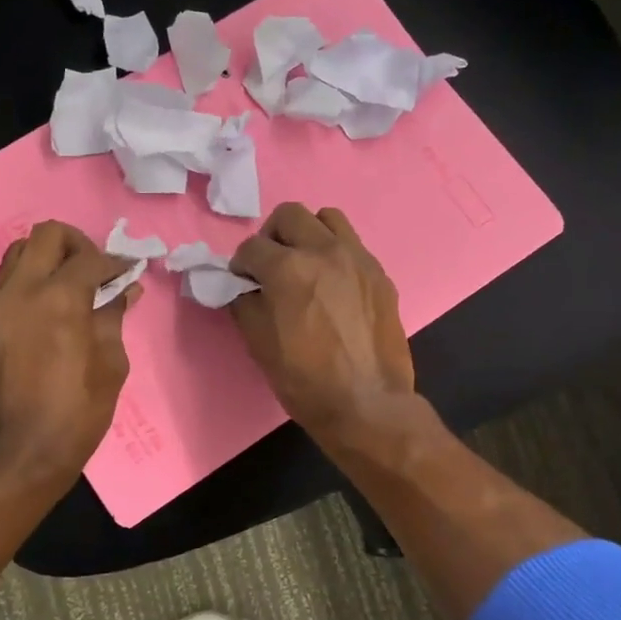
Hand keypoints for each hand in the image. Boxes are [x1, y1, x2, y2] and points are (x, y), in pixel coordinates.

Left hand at [0, 221, 139, 487]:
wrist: (21, 452)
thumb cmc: (77, 413)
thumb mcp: (110, 364)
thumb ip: (113, 318)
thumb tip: (124, 290)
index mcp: (58, 299)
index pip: (89, 257)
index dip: (115, 262)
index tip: (129, 272)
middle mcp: (21, 290)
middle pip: (46, 235)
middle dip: (77, 244)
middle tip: (96, 269)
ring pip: (20, 252)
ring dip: (50, 258)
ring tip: (74, 284)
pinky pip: (10, 279)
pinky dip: (33, 278)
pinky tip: (55, 304)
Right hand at [229, 203, 414, 439]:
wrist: (367, 404)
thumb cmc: (305, 380)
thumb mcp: (258, 344)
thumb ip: (243, 304)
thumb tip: (241, 287)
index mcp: (288, 268)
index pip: (251, 247)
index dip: (240, 265)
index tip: (242, 281)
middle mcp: (324, 251)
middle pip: (289, 215)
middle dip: (272, 237)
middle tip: (271, 266)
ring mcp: (358, 259)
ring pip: (327, 219)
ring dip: (308, 234)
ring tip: (305, 264)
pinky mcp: (379, 274)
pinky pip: (352, 245)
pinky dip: (335, 254)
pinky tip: (333, 285)